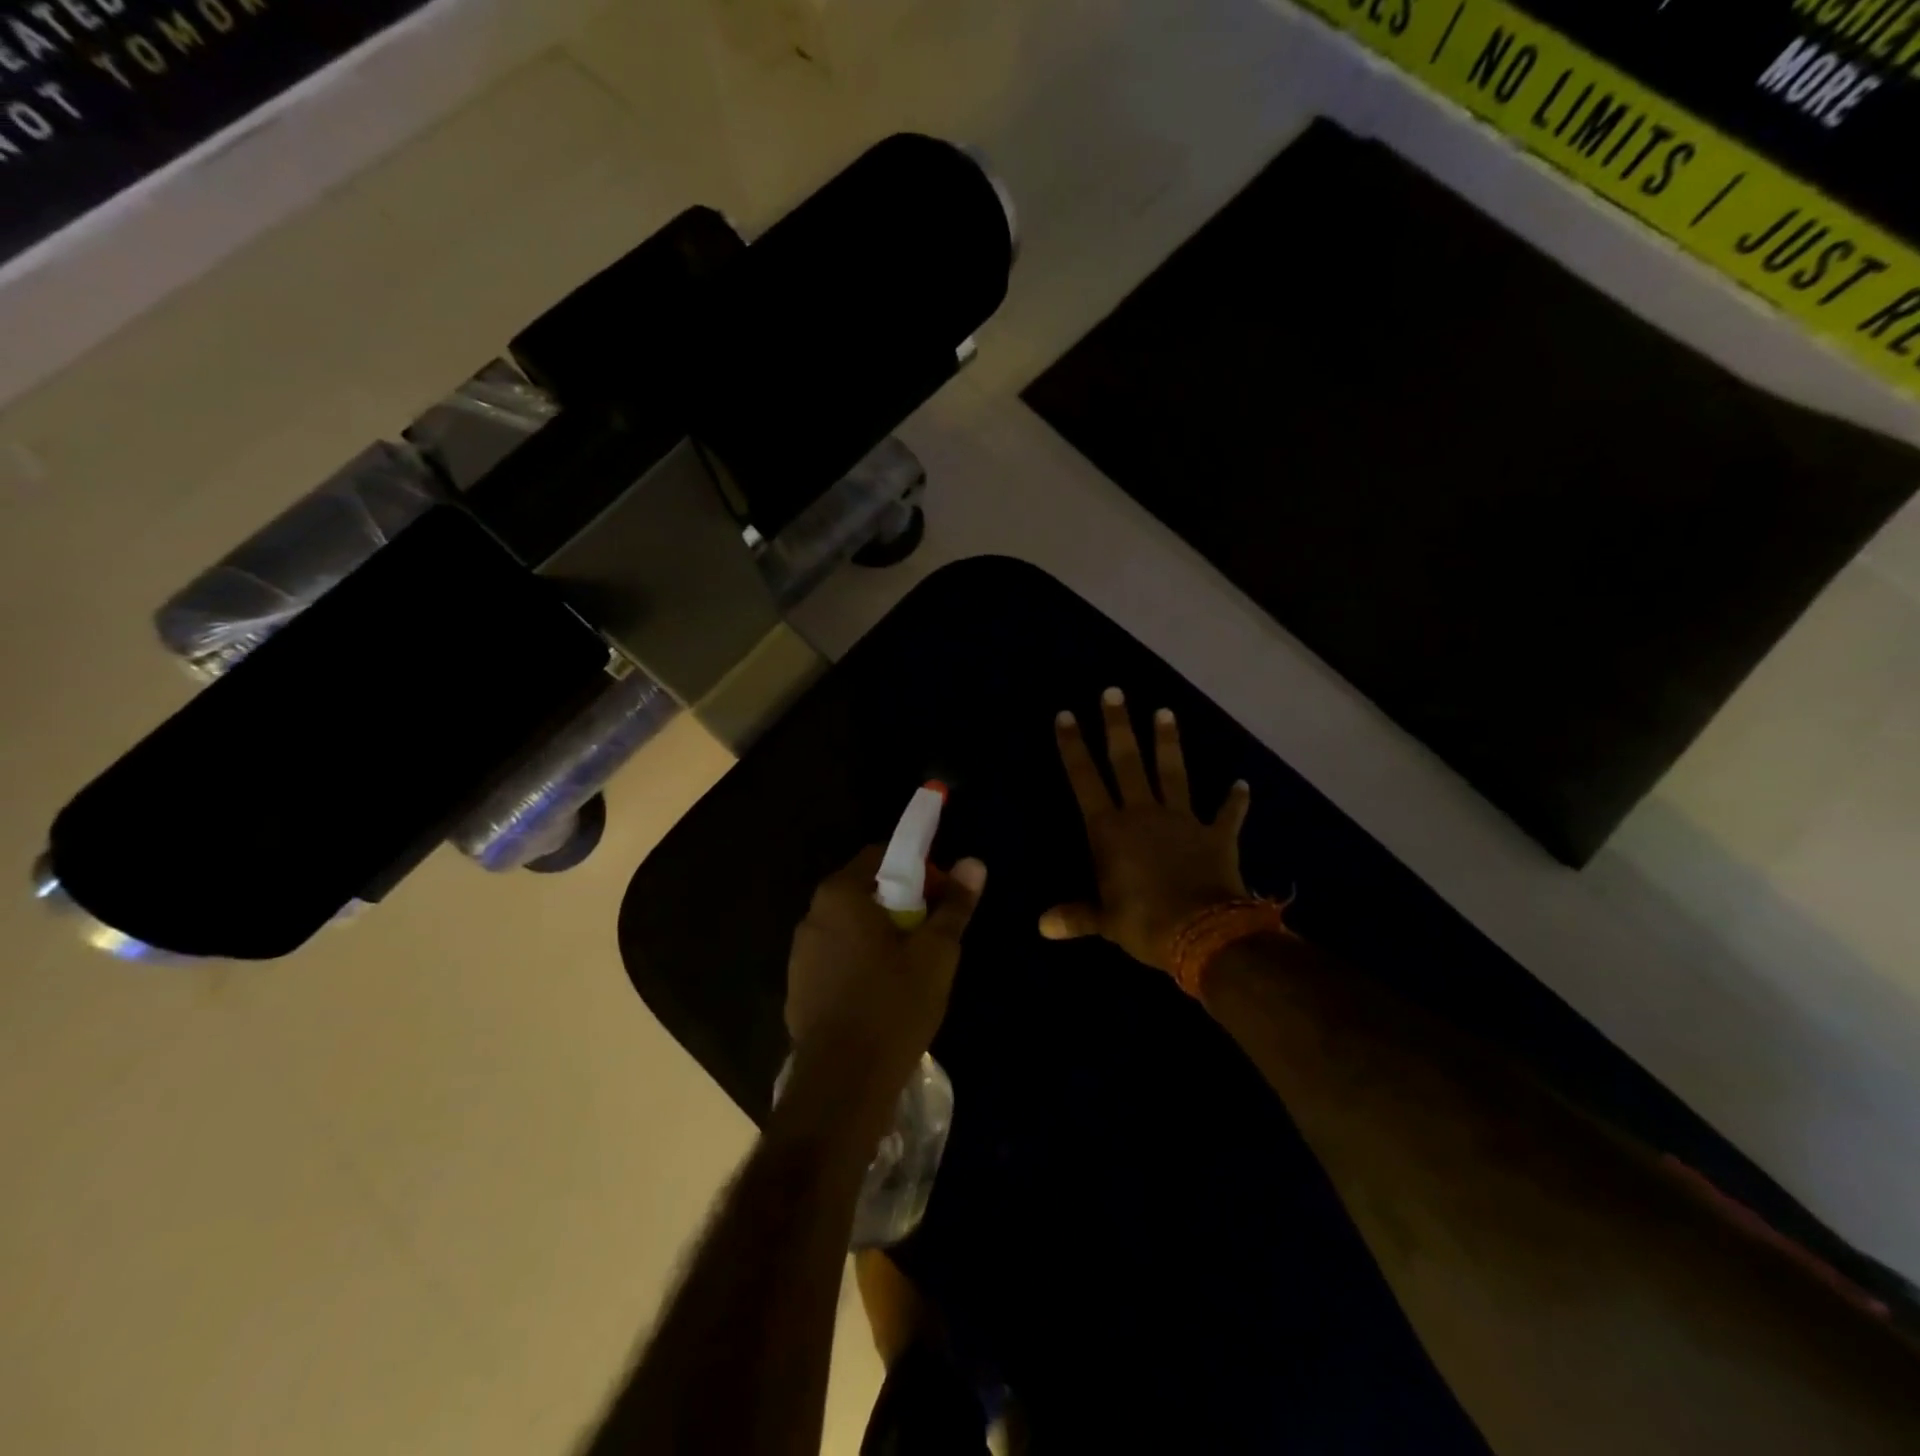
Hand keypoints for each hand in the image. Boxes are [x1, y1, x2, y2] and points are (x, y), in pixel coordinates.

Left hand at [786, 846, 986, 1098]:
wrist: (842, 1085)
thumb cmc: (892, 1006)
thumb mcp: (936, 953)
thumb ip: (954, 905)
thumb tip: (973, 863)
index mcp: (841, 895)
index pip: (882, 855)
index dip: (919, 868)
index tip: (944, 896)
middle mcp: (813, 916)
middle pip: (866, 891)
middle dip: (904, 903)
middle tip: (935, 933)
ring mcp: (801, 954)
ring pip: (852, 927)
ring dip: (882, 934)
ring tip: (914, 967)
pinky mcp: (799, 988)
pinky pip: (838, 958)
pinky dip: (862, 962)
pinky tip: (884, 994)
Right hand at [1043, 688, 1251, 973]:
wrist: (1203, 932)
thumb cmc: (1144, 923)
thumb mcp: (1103, 922)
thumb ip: (1075, 916)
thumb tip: (1043, 925)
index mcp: (1110, 830)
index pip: (1085, 779)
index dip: (1073, 747)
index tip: (1066, 715)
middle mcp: (1143, 814)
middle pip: (1128, 761)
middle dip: (1118, 726)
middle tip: (1114, 692)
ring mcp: (1182, 821)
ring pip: (1172, 773)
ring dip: (1168, 743)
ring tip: (1166, 711)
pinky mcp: (1216, 835)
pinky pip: (1227, 814)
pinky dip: (1235, 800)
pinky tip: (1243, 784)